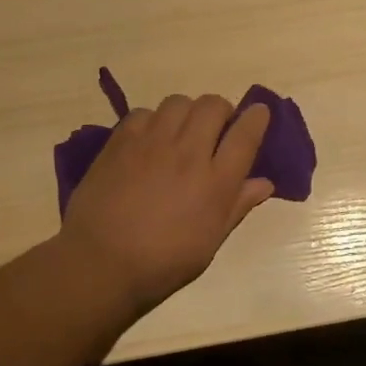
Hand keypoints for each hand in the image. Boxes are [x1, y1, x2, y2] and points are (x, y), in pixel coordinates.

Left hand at [61, 95, 273, 315]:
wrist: (101, 262)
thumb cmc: (163, 262)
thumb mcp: (210, 242)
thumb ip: (237, 206)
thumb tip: (264, 183)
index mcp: (216, 182)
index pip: (245, 135)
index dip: (256, 118)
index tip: (259, 113)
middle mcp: (188, 153)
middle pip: (213, 106)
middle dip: (222, 111)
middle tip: (216, 128)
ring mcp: (152, 143)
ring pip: (179, 102)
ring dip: (188, 112)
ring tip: (182, 131)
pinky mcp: (121, 141)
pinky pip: (144, 112)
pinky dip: (153, 120)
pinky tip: (149, 140)